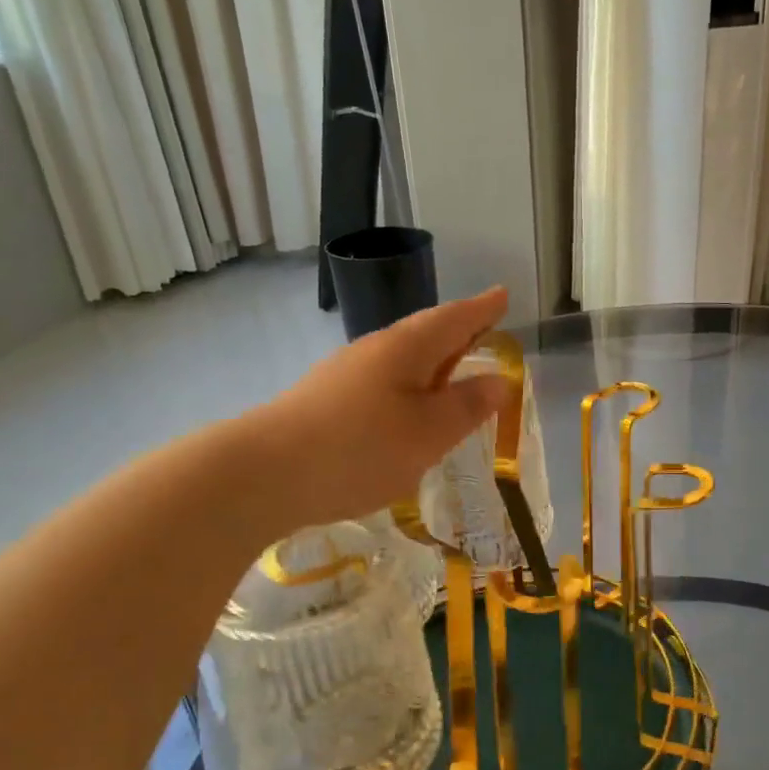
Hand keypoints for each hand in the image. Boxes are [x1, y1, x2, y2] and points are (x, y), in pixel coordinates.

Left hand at [254, 288, 510, 532]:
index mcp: (406, 348)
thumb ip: (466, 406)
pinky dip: (406, 390)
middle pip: (425, 334)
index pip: (454, 319)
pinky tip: (405, 414)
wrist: (266, 474)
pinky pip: (381, 385)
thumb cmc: (361, 448)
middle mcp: (374, 351)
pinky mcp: (326, 402)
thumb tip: (499, 380)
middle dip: (457, 333)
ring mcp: (344, 375)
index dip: (482, 309)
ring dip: (431, 364)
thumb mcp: (429, 432)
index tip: (503, 295)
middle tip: (484, 332)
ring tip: (451, 375)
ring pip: (400, 361)